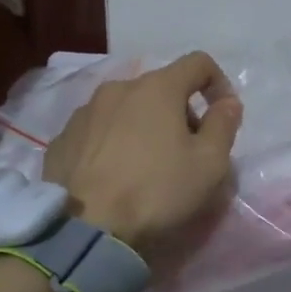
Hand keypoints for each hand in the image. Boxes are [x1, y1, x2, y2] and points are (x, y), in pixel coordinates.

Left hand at [44, 52, 242, 257]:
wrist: (85, 229)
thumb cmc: (156, 191)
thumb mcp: (209, 164)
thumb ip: (224, 125)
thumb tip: (228, 103)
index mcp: (157, 88)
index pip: (198, 63)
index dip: (218, 83)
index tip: (223, 116)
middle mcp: (117, 88)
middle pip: (161, 87)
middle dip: (181, 112)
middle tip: (188, 151)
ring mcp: (84, 112)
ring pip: (126, 108)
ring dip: (145, 126)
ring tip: (148, 165)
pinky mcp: (62, 139)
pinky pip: (98, 130)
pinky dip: (114, 142)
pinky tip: (115, 176)